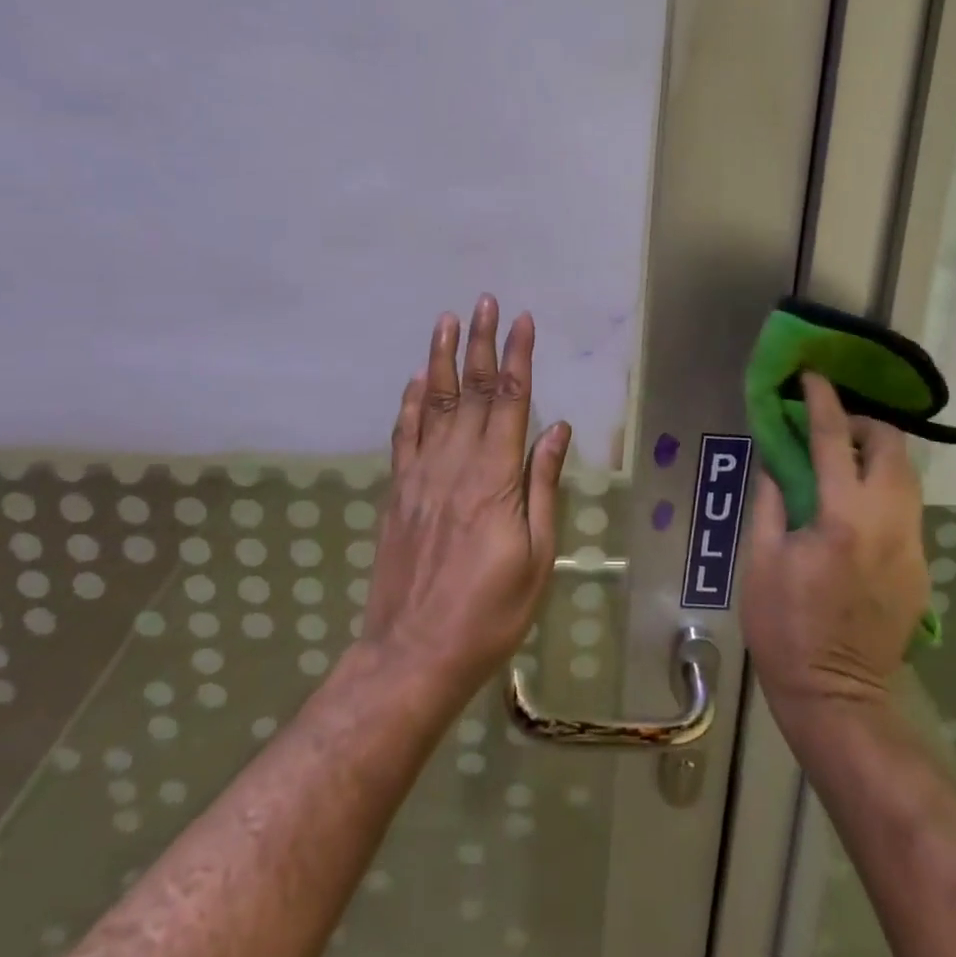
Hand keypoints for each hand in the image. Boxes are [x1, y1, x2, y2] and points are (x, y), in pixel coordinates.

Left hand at [360, 295, 571, 701]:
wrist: (413, 655)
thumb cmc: (489, 612)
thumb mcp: (537, 557)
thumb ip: (543, 486)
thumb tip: (557, 430)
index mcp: (495, 478)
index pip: (510, 401)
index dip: (517, 357)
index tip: (522, 320)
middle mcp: (456, 464)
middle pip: (470, 390)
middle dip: (480, 342)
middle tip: (484, 301)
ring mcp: (421, 475)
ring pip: (432, 402)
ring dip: (440, 358)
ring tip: (446, 320)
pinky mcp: (398, 492)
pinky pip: (404, 436)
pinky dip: (409, 403)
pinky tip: (414, 380)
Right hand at [740, 372, 929, 724]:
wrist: (838, 699)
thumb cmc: (785, 627)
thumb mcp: (759, 559)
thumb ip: (771, 499)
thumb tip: (778, 460)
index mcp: (842, 518)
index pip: (835, 438)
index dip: (822, 400)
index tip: (812, 375)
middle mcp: (889, 524)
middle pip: (893, 447)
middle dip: (864, 424)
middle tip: (830, 428)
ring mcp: (913, 547)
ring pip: (908, 477)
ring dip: (877, 456)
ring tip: (841, 462)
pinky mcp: (921, 569)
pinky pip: (906, 509)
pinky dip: (882, 490)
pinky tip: (854, 510)